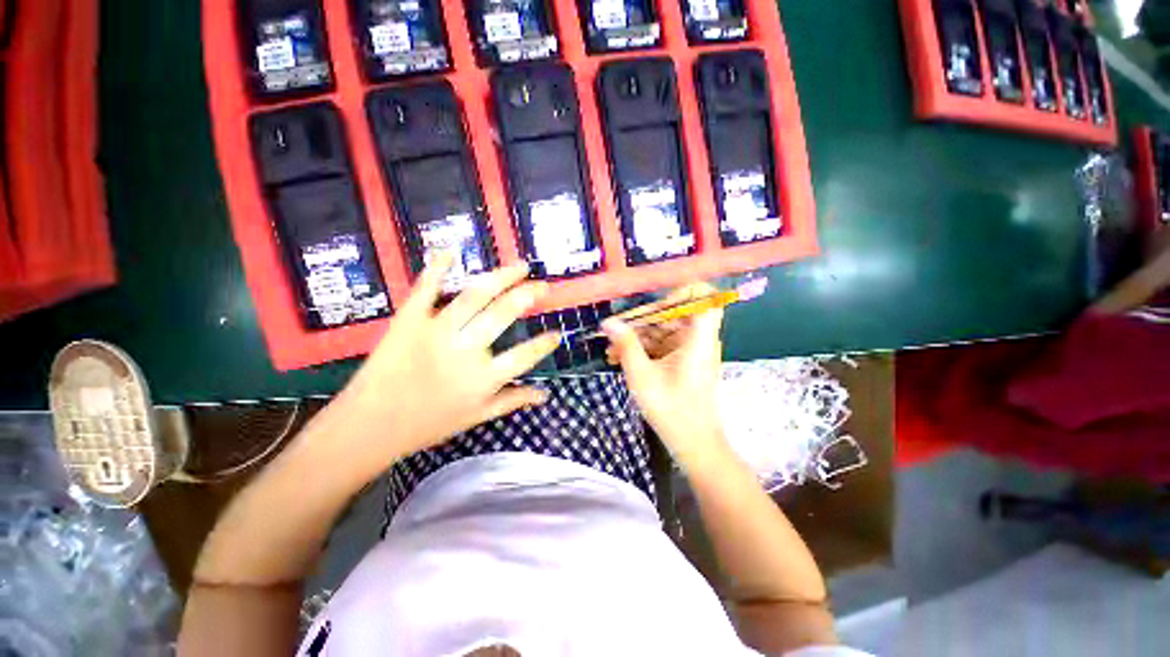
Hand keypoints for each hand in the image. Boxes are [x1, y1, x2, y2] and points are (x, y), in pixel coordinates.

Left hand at [318, 254, 559, 480]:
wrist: (367, 426)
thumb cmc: (427, 425)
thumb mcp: (476, 417)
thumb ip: (512, 401)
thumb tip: (545, 394)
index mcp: (483, 378)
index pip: (524, 355)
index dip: (544, 344)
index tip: (557, 334)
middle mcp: (464, 350)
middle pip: (502, 314)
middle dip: (527, 296)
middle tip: (543, 286)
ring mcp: (435, 331)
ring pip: (474, 296)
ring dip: (501, 277)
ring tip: (520, 267)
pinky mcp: (408, 321)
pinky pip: (425, 289)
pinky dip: (437, 268)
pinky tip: (451, 251)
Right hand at [603, 283, 728, 467]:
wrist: (693, 443)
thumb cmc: (671, 409)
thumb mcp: (642, 375)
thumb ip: (626, 344)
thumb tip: (609, 322)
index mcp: (698, 338)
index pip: (704, 297)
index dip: (681, 292)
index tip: (654, 303)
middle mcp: (698, 339)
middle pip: (673, 313)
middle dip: (642, 321)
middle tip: (616, 330)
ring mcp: (690, 350)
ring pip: (662, 331)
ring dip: (637, 338)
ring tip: (610, 350)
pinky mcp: (682, 361)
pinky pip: (662, 346)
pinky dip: (643, 349)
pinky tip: (618, 359)